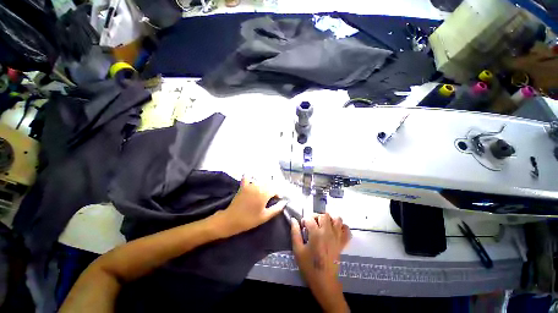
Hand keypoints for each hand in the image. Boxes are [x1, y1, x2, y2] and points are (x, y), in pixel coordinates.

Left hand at [212, 177, 286, 237]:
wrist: (231, 220)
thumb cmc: (249, 220)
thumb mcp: (265, 216)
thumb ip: (276, 208)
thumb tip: (285, 202)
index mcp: (264, 193)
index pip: (275, 189)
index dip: (278, 194)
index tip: (277, 199)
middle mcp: (258, 186)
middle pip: (269, 183)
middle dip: (272, 188)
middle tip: (272, 196)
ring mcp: (250, 185)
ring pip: (260, 180)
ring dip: (264, 184)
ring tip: (265, 191)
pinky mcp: (243, 186)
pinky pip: (247, 177)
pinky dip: (250, 176)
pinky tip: (253, 178)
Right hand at [291, 213, 350, 312]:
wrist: (324, 282)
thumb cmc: (309, 266)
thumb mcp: (297, 250)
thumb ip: (295, 233)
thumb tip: (293, 220)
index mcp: (316, 234)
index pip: (309, 218)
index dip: (304, 220)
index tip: (302, 226)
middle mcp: (328, 232)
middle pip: (324, 215)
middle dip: (316, 216)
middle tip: (312, 224)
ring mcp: (337, 237)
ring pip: (337, 219)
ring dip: (330, 219)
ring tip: (323, 225)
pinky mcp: (342, 243)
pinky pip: (347, 230)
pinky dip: (342, 227)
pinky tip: (335, 230)